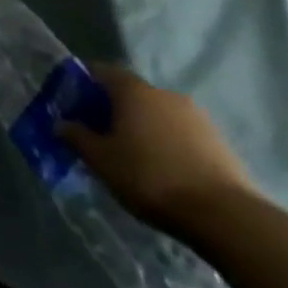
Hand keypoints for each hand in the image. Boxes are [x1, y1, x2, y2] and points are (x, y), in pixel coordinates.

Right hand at [60, 65, 258, 235]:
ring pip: (157, 114)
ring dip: (141, 127)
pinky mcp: (220, 142)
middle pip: (130, 93)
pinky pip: (180, 133)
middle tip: (96, 132)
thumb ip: (76, 136)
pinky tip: (160, 168)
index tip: (70, 102)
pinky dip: (165, 142)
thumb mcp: (100, 159)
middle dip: (111, 108)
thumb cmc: (149, 177)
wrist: (225, 216)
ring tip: (129, 154)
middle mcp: (166, 94)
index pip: (101, 71)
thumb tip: (61, 124)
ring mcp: (198, 117)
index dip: (82, 83)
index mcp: (134, 91)